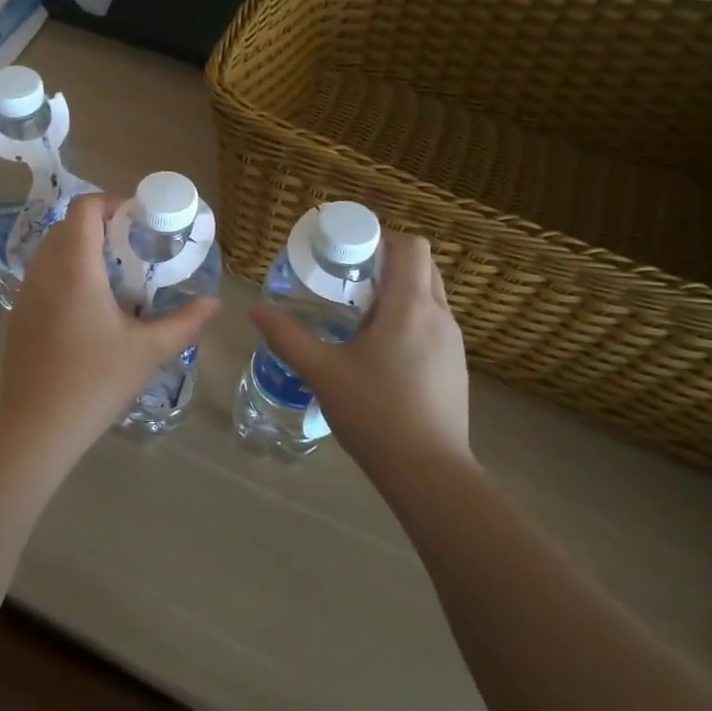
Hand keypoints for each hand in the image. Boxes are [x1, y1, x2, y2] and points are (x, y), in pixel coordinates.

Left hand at [0, 193, 219, 448]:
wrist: (38, 424)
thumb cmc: (96, 380)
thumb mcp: (149, 351)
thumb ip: (185, 322)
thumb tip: (215, 302)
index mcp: (75, 268)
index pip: (84, 208)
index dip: (111, 203)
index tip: (138, 222)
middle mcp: (45, 270)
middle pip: (68, 226)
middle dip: (101, 228)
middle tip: (133, 251)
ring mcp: (27, 293)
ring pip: (52, 251)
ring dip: (81, 252)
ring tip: (114, 279)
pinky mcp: (19, 315)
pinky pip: (43, 276)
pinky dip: (66, 275)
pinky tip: (89, 310)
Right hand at [249, 234, 472, 468]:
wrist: (429, 472)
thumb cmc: (375, 413)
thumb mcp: (322, 372)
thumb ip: (288, 337)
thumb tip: (256, 310)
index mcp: (410, 306)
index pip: (411, 246)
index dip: (381, 238)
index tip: (348, 253)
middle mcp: (440, 315)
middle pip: (422, 266)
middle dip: (387, 263)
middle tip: (348, 281)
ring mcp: (453, 343)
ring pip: (430, 296)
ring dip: (399, 293)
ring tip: (359, 317)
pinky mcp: (456, 367)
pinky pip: (433, 324)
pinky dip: (410, 320)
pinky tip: (381, 353)